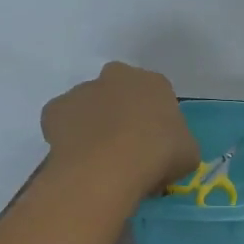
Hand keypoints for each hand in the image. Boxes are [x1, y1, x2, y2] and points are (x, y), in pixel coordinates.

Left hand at [41, 62, 199, 193]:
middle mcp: (117, 76)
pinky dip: (68, 136)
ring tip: (99, 159)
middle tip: (126, 148)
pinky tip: (77, 158)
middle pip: (120, 93)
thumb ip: (178, 143)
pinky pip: (63, 122)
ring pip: (89, 106)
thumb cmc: (158, 155)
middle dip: (122, 113)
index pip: (157, 96)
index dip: (156, 121)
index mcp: (154, 82)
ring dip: (94, 124)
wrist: (109, 166)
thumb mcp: (188, 153)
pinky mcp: (55, 109)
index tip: (155, 144)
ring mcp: (82, 90)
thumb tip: (169, 150)